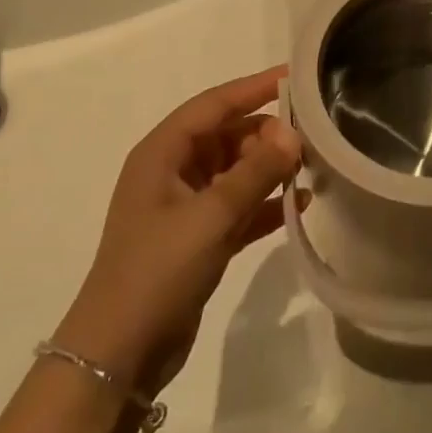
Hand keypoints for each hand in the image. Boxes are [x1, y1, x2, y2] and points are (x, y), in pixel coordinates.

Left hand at [53, 66, 300, 389]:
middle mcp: (172, 171)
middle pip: (227, 136)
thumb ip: (254, 172)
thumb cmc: (158, 270)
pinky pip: (238, 207)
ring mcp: (185, 207)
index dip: (253, 87)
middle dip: (267, 135)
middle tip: (312, 137)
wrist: (118, 356)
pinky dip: (264, 203)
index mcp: (162, 153)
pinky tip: (302, 204)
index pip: (214, 105)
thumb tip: (292, 133)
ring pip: (235, 171)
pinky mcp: (198, 239)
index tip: (294, 76)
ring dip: (269, 170)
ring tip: (313, 167)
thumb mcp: (210, 216)